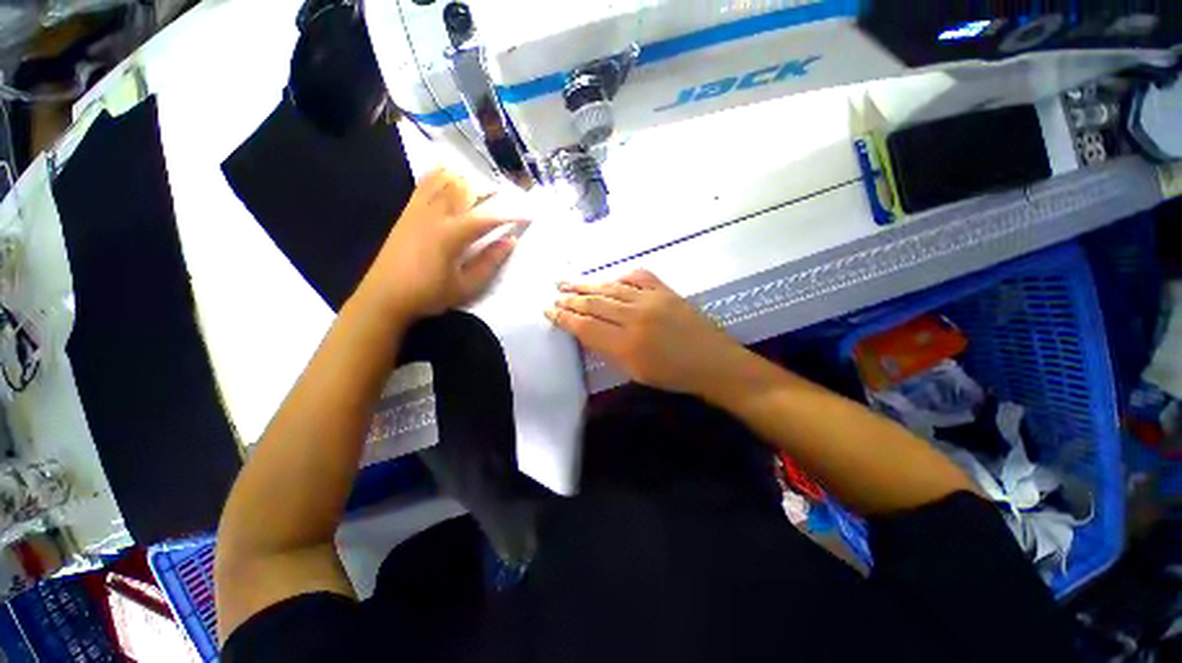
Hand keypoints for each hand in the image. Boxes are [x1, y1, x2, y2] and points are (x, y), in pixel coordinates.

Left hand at [358, 169, 523, 318]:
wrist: (383, 297)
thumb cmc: (428, 295)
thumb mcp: (466, 286)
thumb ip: (490, 262)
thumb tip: (511, 241)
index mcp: (451, 235)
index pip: (488, 217)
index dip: (511, 214)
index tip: (530, 214)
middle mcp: (434, 215)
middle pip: (466, 190)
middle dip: (491, 191)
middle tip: (508, 198)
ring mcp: (418, 209)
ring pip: (444, 181)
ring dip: (468, 180)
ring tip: (483, 188)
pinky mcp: (407, 211)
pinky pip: (425, 183)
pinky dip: (441, 175)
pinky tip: (451, 177)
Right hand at [546, 270, 748, 396]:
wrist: (714, 363)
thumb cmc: (674, 376)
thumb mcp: (636, 372)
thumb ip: (610, 351)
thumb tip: (588, 333)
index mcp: (626, 344)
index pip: (585, 326)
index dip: (564, 318)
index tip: (549, 310)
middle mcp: (635, 317)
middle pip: (594, 303)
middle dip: (570, 299)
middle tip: (555, 294)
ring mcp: (652, 300)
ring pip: (611, 288)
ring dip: (588, 285)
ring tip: (569, 282)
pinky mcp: (666, 291)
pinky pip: (638, 277)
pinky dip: (621, 277)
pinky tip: (612, 279)